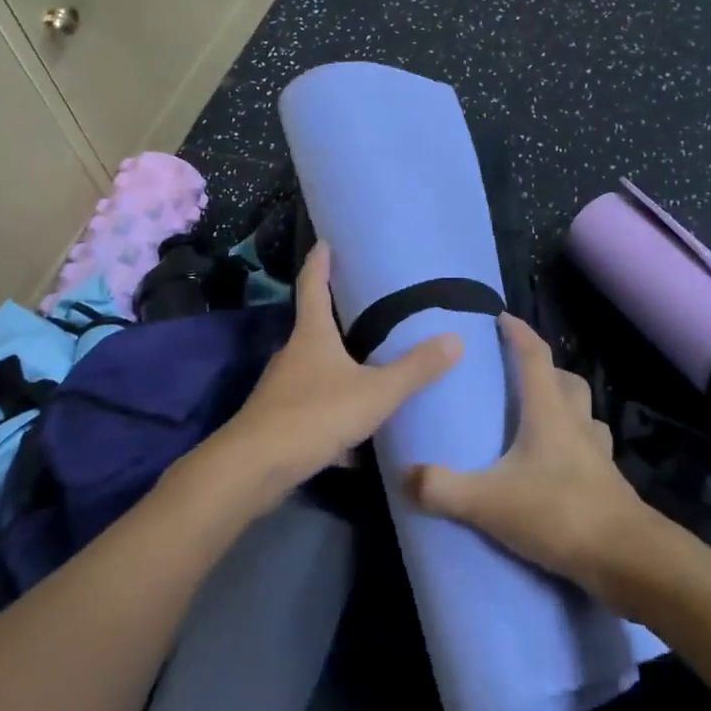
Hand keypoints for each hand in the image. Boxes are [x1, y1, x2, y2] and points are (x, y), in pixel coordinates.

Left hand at [208, 243, 462, 502]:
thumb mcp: (375, 393)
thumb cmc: (315, 415)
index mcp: (312, 334)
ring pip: (314, 369)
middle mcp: (293, 354)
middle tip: (365, 304)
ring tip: (368, 365)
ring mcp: (282, 388)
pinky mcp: (280, 421)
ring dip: (337, 365)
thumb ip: (414, 370)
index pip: (312, 285)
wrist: (254, 469)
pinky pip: (314, 407)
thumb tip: (456, 339)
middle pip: (314, 326)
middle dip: (335, 314)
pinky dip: (334, 411)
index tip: (325, 241)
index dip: (319, 261)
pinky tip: (356, 435)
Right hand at [406, 313, 650, 598]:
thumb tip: (405, 474)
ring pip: (584, 414)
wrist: (628, 559)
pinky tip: (558, 468)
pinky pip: (591, 450)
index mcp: (549, 412)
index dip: (518, 333)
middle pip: (566, 381)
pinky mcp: (610, 484)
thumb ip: (444, 489)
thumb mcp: (490, 502)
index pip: (534, 357)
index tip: (502, 317)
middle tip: (519, 376)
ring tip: (539, 421)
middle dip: (545, 370)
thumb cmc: (560, 513)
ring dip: (565, 408)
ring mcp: (598, 454)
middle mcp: (577, 423)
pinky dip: (575, 447)